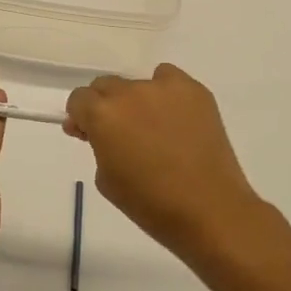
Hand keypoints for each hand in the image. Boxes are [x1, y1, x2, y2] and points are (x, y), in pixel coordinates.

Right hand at [64, 63, 260, 259]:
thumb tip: (94, 131)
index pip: (79, 99)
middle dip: (105, 106)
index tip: (89, 135)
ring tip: (154, 128)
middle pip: (106, 86)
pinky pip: (168, 79)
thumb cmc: (150, 204)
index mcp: (102, 114)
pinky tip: (174, 117)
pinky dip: (165, 93)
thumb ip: (96, 146)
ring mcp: (162, 87)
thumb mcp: (106, 179)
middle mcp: (128, 92)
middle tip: (120, 133)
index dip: (81, 117)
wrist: (210, 211)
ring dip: (136, 102)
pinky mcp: (193, 90)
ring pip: (137, 85)